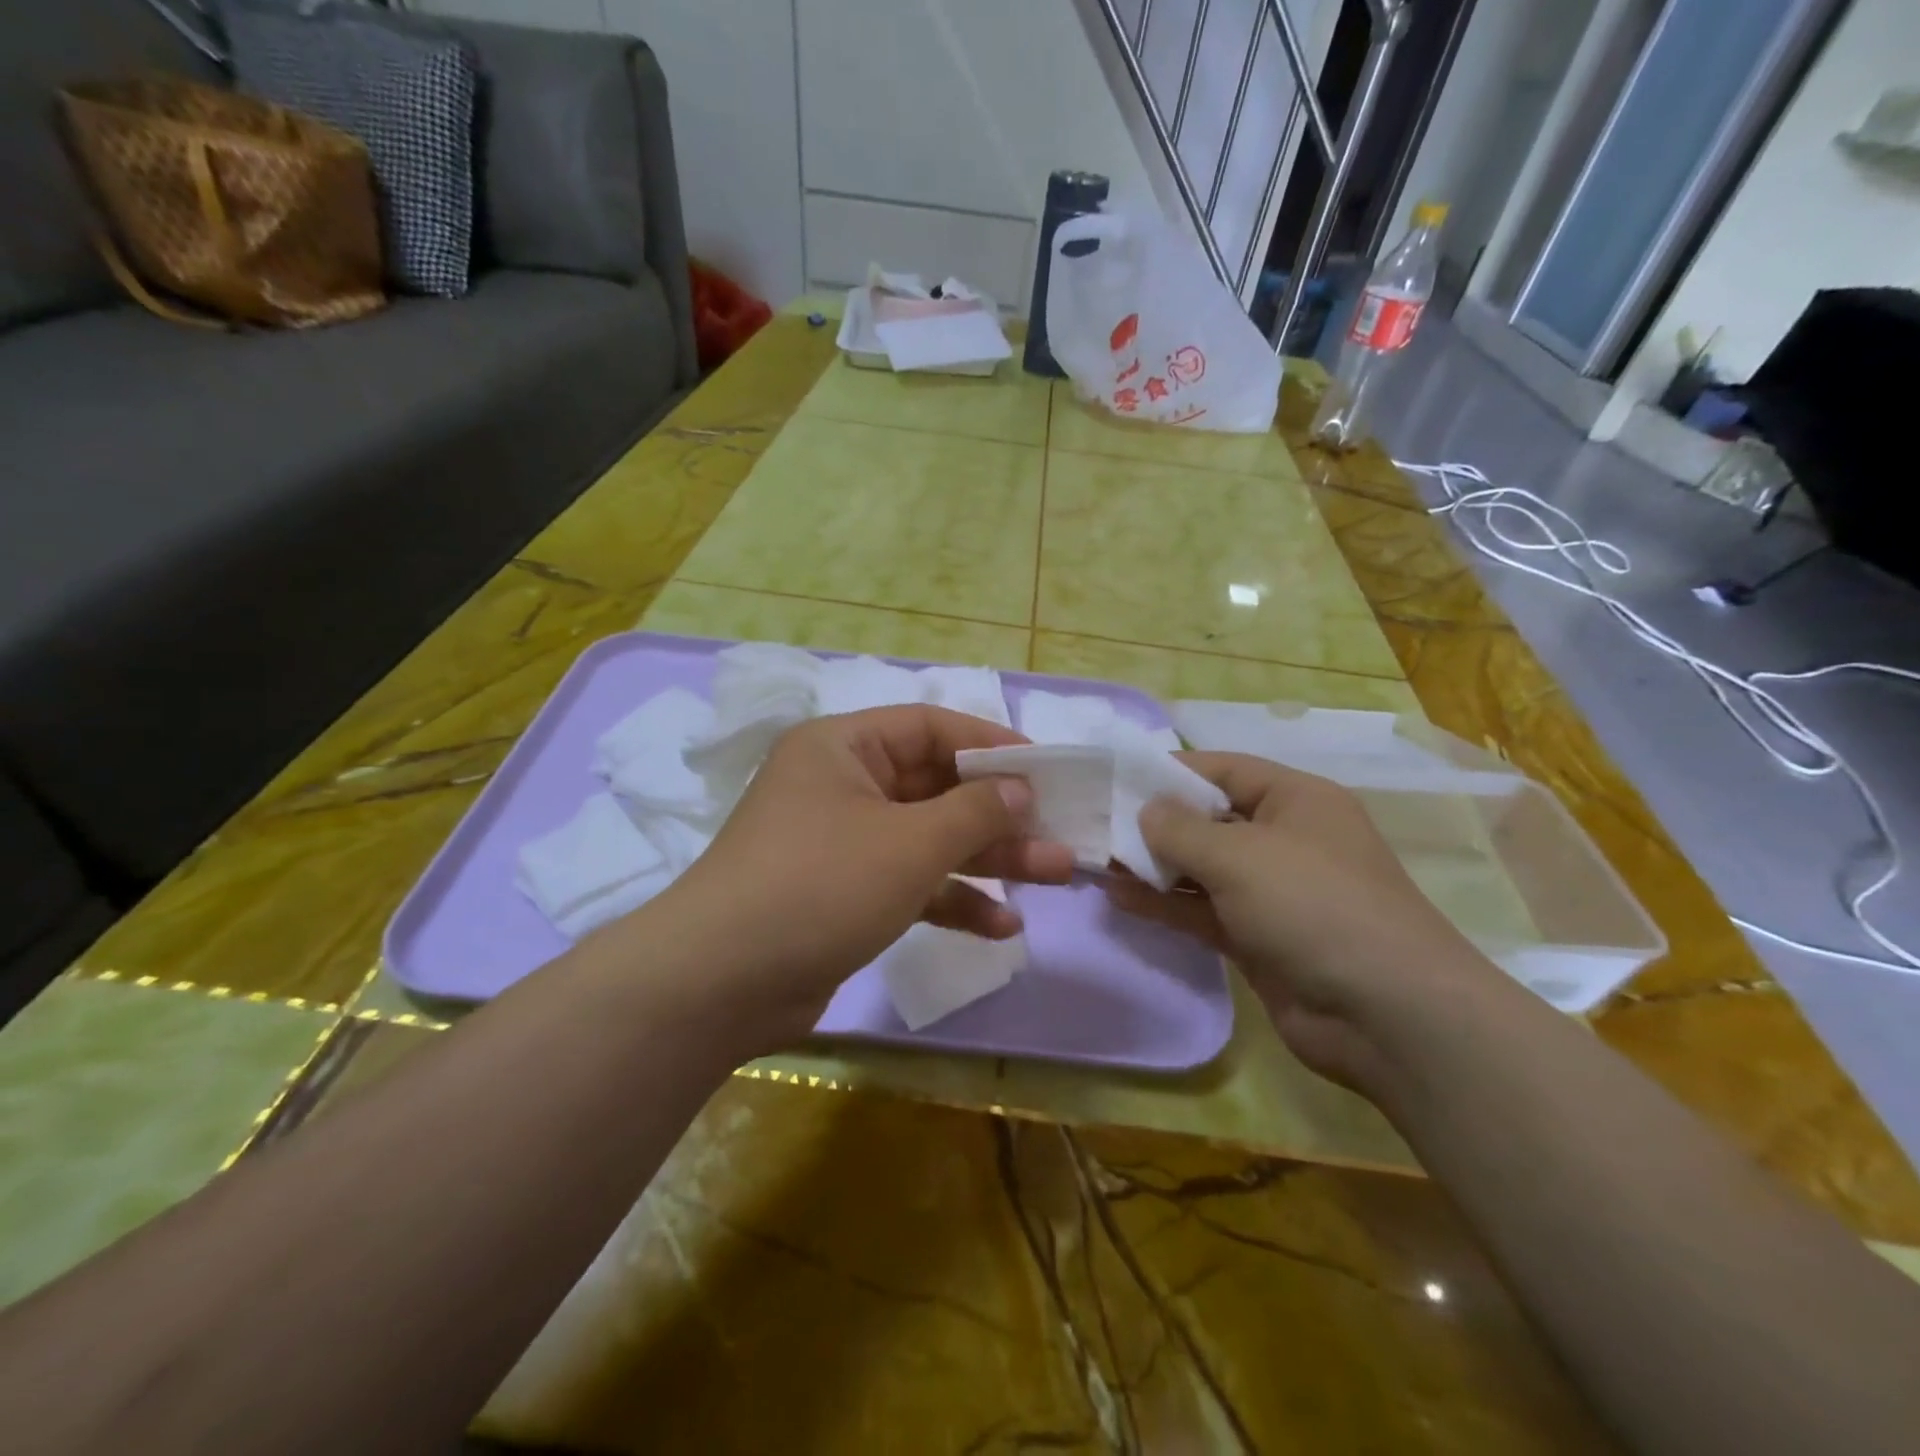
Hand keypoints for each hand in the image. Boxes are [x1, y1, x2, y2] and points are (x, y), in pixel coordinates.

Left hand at [659, 706, 1074, 1044]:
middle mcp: (842, 786)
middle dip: (999, 814)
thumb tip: (1021, 788)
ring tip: (1053, 876)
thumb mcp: (909, 842)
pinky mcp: (844, 895)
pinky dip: (952, 900)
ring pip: (929, 839)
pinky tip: (1002, 926)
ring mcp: (842, 843)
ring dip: (987, 859)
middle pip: (936, 787)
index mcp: (844, 747)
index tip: (1045, 770)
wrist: (719, 985)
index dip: (992, 745)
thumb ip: (974, 811)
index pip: (931, 728)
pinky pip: (910, 883)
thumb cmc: (820, 884)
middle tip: (1060, 833)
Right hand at [1106, 752, 1503, 1089]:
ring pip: (1202, 869)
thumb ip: (1181, 830)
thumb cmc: (1314, 905)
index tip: (1117, 778)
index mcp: (1296, 800)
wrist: (1387, 1015)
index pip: (1223, 769)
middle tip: (1098, 826)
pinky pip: (1203, 910)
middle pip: (1209, 819)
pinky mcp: (1259, 938)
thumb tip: (1145, 811)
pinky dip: (1166, 905)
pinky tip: (1121, 899)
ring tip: (1099, 863)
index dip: (1171, 771)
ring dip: (1154, 867)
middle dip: (1156, 823)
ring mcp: (1273, 892)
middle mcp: (1285, 839)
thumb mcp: (1239, 855)